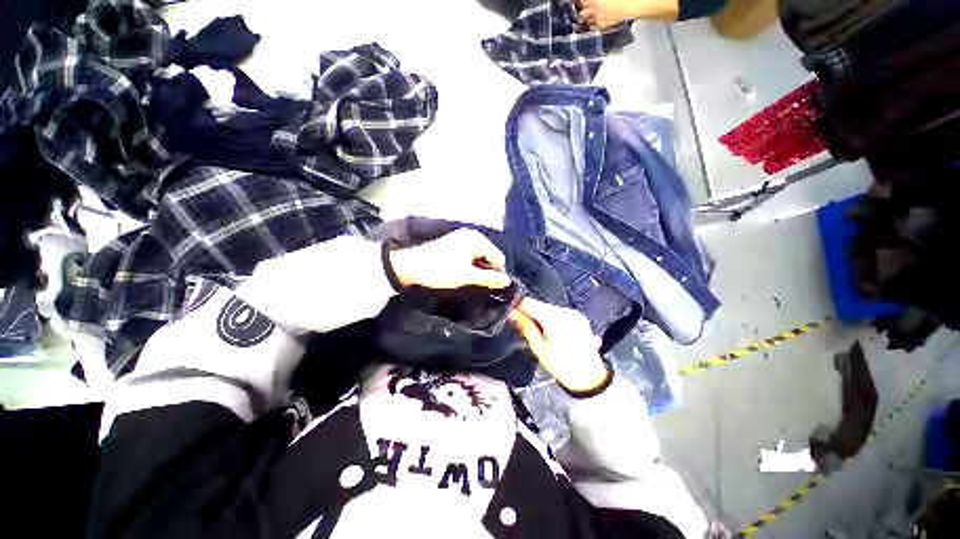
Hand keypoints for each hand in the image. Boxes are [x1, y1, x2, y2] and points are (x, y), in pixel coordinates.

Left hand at [388, 228, 511, 289]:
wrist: (410, 267)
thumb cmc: (440, 270)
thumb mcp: (467, 276)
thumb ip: (489, 278)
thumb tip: (507, 281)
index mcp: (477, 239)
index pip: (498, 258)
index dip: (497, 273)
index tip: (491, 288)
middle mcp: (472, 235)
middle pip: (489, 256)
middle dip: (487, 270)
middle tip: (480, 285)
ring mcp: (462, 238)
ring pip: (480, 257)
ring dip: (478, 269)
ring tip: (470, 281)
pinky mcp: (454, 244)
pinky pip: (470, 255)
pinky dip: (470, 265)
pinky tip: (463, 274)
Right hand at [510, 298, 608, 392]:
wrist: (591, 378)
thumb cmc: (563, 367)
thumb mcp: (539, 349)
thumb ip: (526, 327)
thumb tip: (513, 313)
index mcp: (554, 319)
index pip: (529, 302)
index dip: (518, 307)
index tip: (513, 315)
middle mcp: (565, 311)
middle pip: (540, 305)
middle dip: (530, 314)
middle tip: (525, 328)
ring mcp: (574, 313)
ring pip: (550, 309)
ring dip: (542, 316)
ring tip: (541, 333)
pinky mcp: (579, 317)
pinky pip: (560, 313)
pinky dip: (553, 319)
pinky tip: (553, 333)